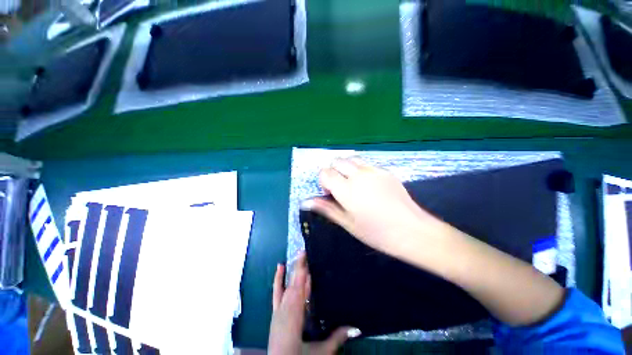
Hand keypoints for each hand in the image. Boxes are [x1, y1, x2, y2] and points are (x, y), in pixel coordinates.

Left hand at [268, 253, 359, 354]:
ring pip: (287, 286)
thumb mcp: (321, 352)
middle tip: (305, 251)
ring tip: (299, 256)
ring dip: (294, 271)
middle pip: (294, 284)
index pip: (300, 289)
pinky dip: (278, 279)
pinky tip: (280, 266)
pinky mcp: (275, 313)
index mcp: (295, 317)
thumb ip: (336, 338)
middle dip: (300, 267)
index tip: (307, 257)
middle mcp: (285, 310)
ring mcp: (278, 311)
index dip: (303, 272)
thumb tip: (356, 327)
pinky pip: (277, 292)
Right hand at [301, 158, 447, 259]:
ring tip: (353, 184)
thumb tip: (305, 202)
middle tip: (341, 188)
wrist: (412, 231)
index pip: (325, 172)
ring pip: (351, 159)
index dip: (324, 182)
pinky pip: (366, 163)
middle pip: (337, 161)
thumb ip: (326, 208)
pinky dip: (360, 169)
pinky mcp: (385, 171)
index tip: (331, 194)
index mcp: (347, 190)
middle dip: (333, 172)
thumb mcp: (348, 223)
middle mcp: (358, 175)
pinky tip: (368, 185)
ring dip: (346, 168)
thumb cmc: (376, 232)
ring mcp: (373, 170)